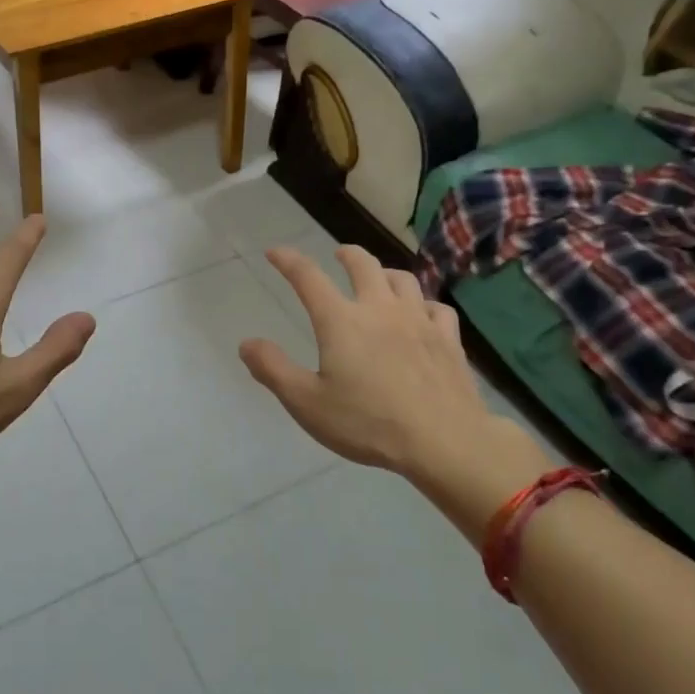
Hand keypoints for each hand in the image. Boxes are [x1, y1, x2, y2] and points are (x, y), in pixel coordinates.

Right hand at [239, 245, 552, 541]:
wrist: (444, 441)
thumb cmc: (368, 423)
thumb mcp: (307, 403)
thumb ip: (273, 370)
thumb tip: (246, 343)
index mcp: (341, 321)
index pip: (308, 277)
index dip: (288, 261)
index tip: (275, 253)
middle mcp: (379, 308)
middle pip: (363, 264)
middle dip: (346, 254)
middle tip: (338, 255)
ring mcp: (419, 320)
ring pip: (402, 279)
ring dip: (385, 273)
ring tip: (379, 279)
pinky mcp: (448, 339)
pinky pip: (436, 307)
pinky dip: (423, 304)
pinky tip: (422, 314)